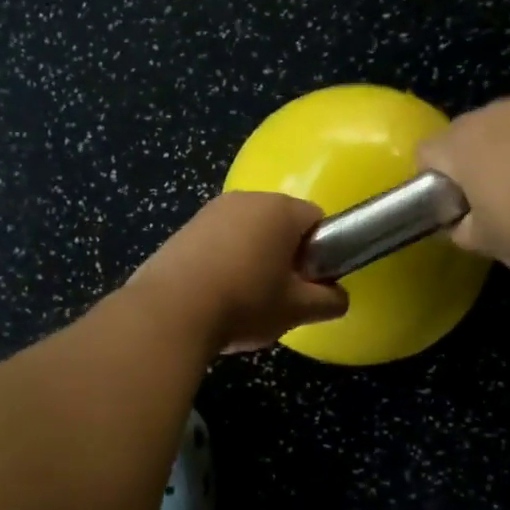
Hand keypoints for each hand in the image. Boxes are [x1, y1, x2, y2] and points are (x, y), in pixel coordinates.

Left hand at [129, 192, 348, 351]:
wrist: (170, 311)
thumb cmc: (245, 302)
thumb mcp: (297, 309)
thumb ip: (329, 300)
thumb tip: (340, 297)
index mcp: (280, 209)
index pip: (317, 219)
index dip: (320, 251)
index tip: (309, 281)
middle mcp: (246, 198)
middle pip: (280, 223)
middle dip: (284, 253)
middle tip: (279, 293)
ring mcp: (210, 211)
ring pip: (246, 232)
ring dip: (252, 257)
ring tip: (243, 297)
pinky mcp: (183, 229)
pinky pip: (217, 240)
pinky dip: (222, 260)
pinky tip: (213, 294)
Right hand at [418, 99, 509, 274]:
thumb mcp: (480, 241)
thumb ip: (458, 226)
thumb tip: (460, 222)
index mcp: (463, 140)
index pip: (427, 153)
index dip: (431, 183)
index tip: (450, 208)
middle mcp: (496, 114)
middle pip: (465, 134)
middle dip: (467, 162)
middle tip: (484, 202)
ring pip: (504, 131)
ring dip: (504, 154)